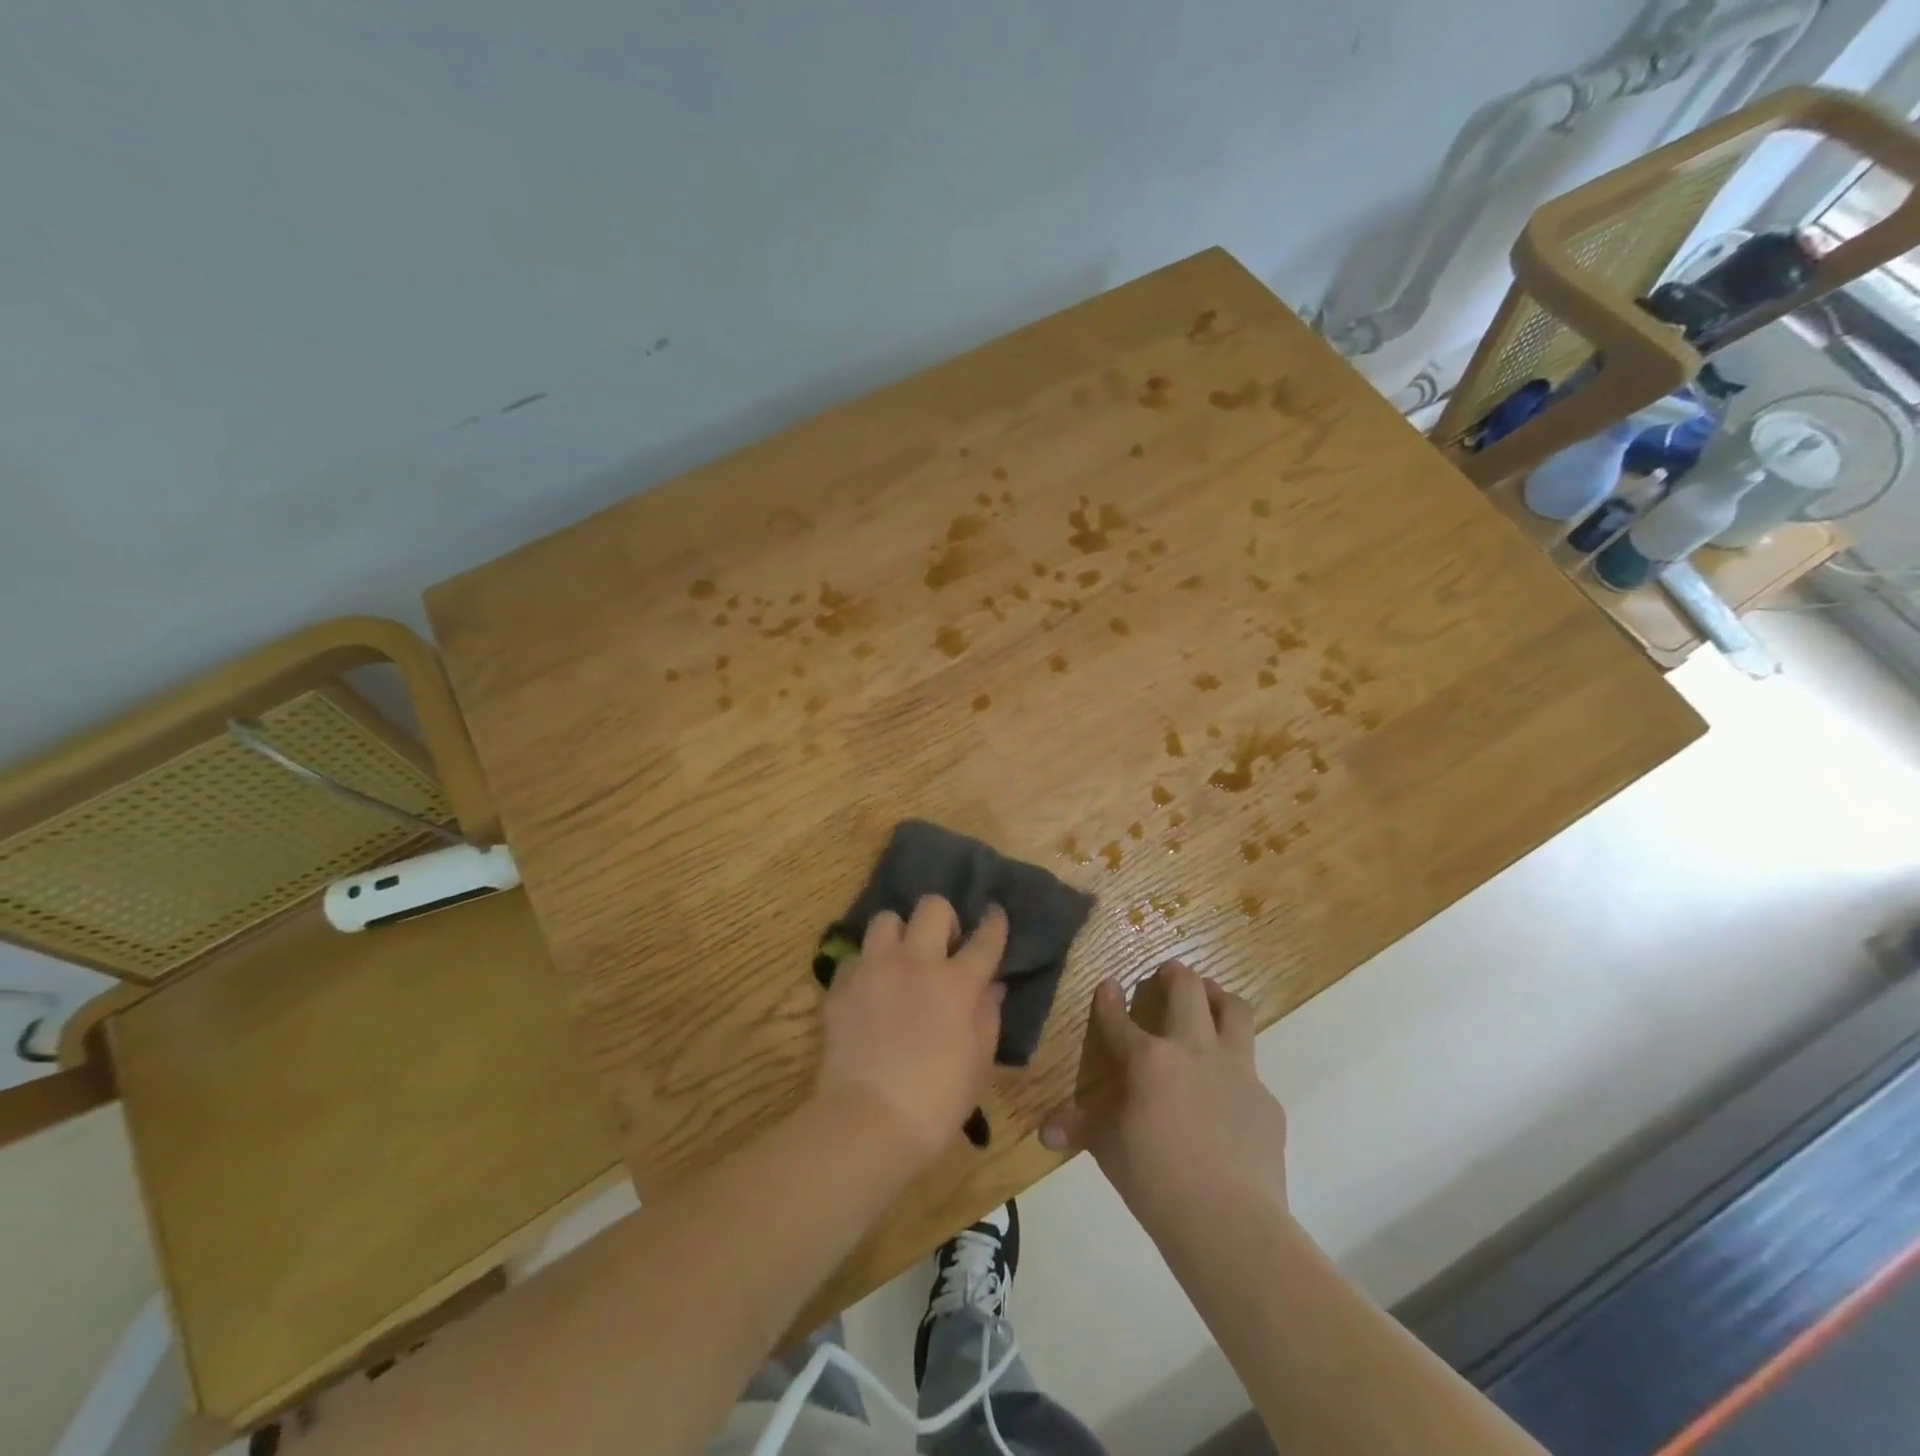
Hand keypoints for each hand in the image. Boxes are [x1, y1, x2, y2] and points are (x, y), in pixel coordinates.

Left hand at [815, 896, 1007, 1166]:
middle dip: (943, 918)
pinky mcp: (841, 984)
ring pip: (886, 920)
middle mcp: (917, 962)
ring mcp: (875, 969)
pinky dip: (865, 966)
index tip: (993, 912)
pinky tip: (869, 988)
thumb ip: (988, 1016)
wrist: (869, 1120)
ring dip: (898, 933)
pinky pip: (855, 956)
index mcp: (958, 983)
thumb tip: (992, 987)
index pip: (985, 938)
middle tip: (943, 944)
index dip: (993, 922)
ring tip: (900, 958)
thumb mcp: (979, 1063)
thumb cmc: (937, 1101)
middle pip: (932, 908)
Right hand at [1041, 963, 1287, 1228]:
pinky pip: (1252, 1069)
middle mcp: (1194, 1050)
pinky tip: (1229, 1090)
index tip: (1108, 984)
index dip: (1110, 999)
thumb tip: (1045, 1132)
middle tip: (1167, 972)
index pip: (1120, 1018)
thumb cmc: (1156, 1180)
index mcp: (1149, 1059)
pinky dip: (1237, 1067)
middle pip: (1188, 990)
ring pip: (1234, 1011)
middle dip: (1175, 974)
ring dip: (1219, 997)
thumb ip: (1081, 1129)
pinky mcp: (1266, 1100)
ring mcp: (1237, 1071)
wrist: (1230, 1222)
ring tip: (1210, 998)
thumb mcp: (1110, 1150)